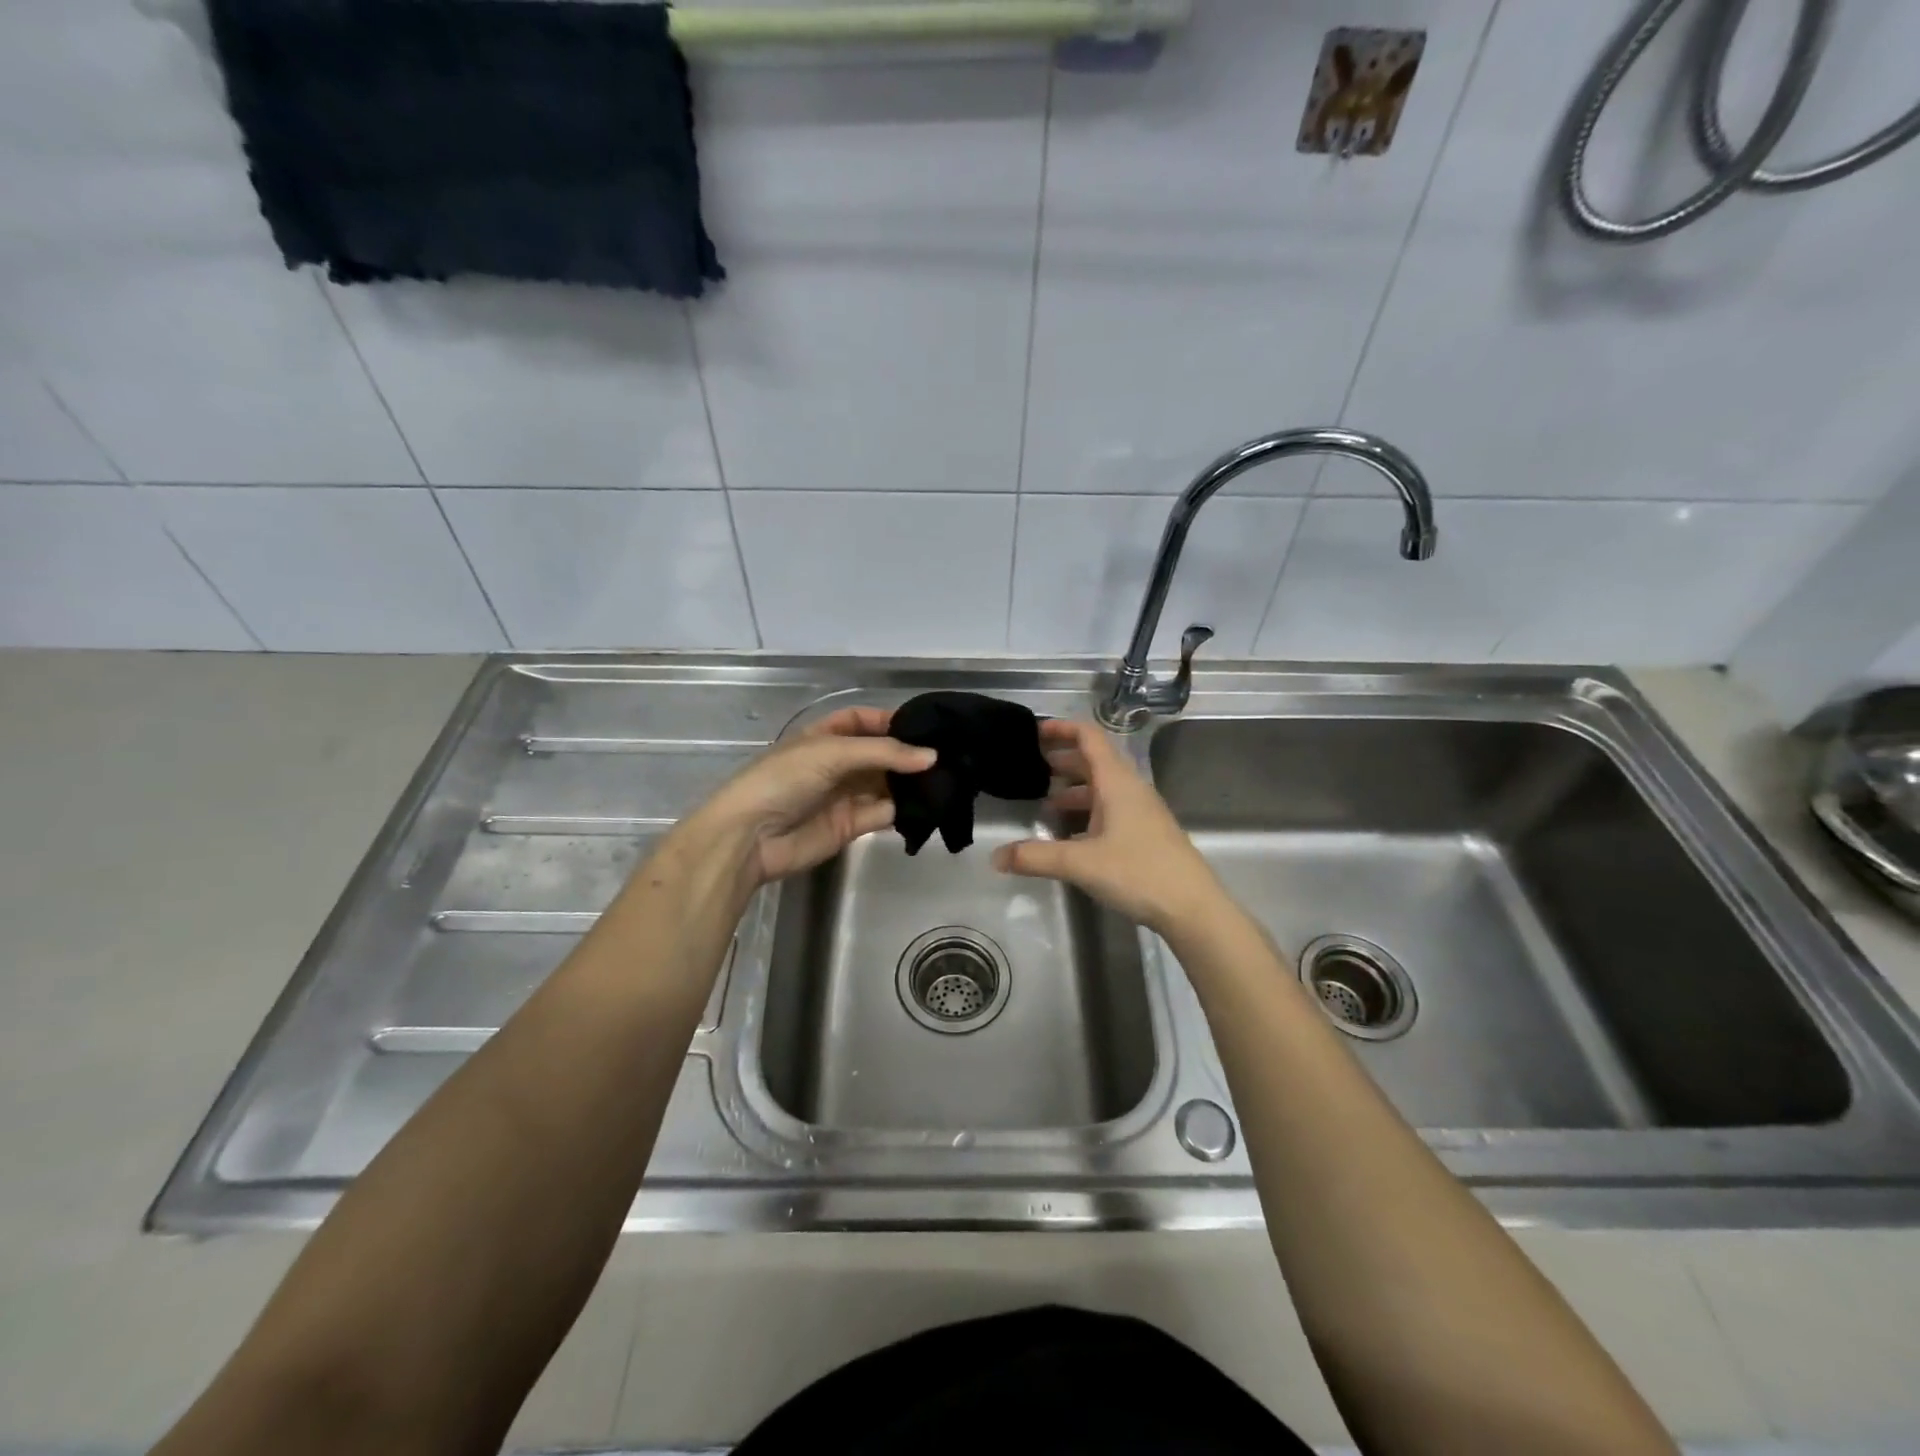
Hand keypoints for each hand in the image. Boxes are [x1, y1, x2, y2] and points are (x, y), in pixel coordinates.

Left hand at [690, 706, 934, 888]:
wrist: (750, 838)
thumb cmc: (784, 780)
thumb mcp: (831, 753)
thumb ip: (884, 753)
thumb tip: (932, 757)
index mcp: (823, 737)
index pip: (861, 721)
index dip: (889, 720)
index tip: (925, 725)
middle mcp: (836, 764)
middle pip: (878, 754)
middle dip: (908, 754)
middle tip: (947, 754)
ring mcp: (844, 796)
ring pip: (885, 784)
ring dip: (911, 782)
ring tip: (948, 778)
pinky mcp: (852, 826)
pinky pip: (884, 812)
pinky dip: (905, 809)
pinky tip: (930, 804)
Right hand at [991, 718, 1226, 936]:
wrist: (1193, 907)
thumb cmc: (1138, 872)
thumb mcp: (1080, 863)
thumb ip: (1035, 857)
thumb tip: (996, 856)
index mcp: (1117, 782)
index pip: (1089, 737)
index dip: (1062, 729)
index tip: (1034, 732)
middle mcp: (1130, 789)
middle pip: (1094, 761)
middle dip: (1062, 760)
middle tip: (1031, 767)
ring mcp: (1141, 812)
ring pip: (1102, 788)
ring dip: (1074, 789)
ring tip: (1045, 804)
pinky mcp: (1145, 833)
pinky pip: (1110, 809)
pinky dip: (1087, 812)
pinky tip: (1070, 836)